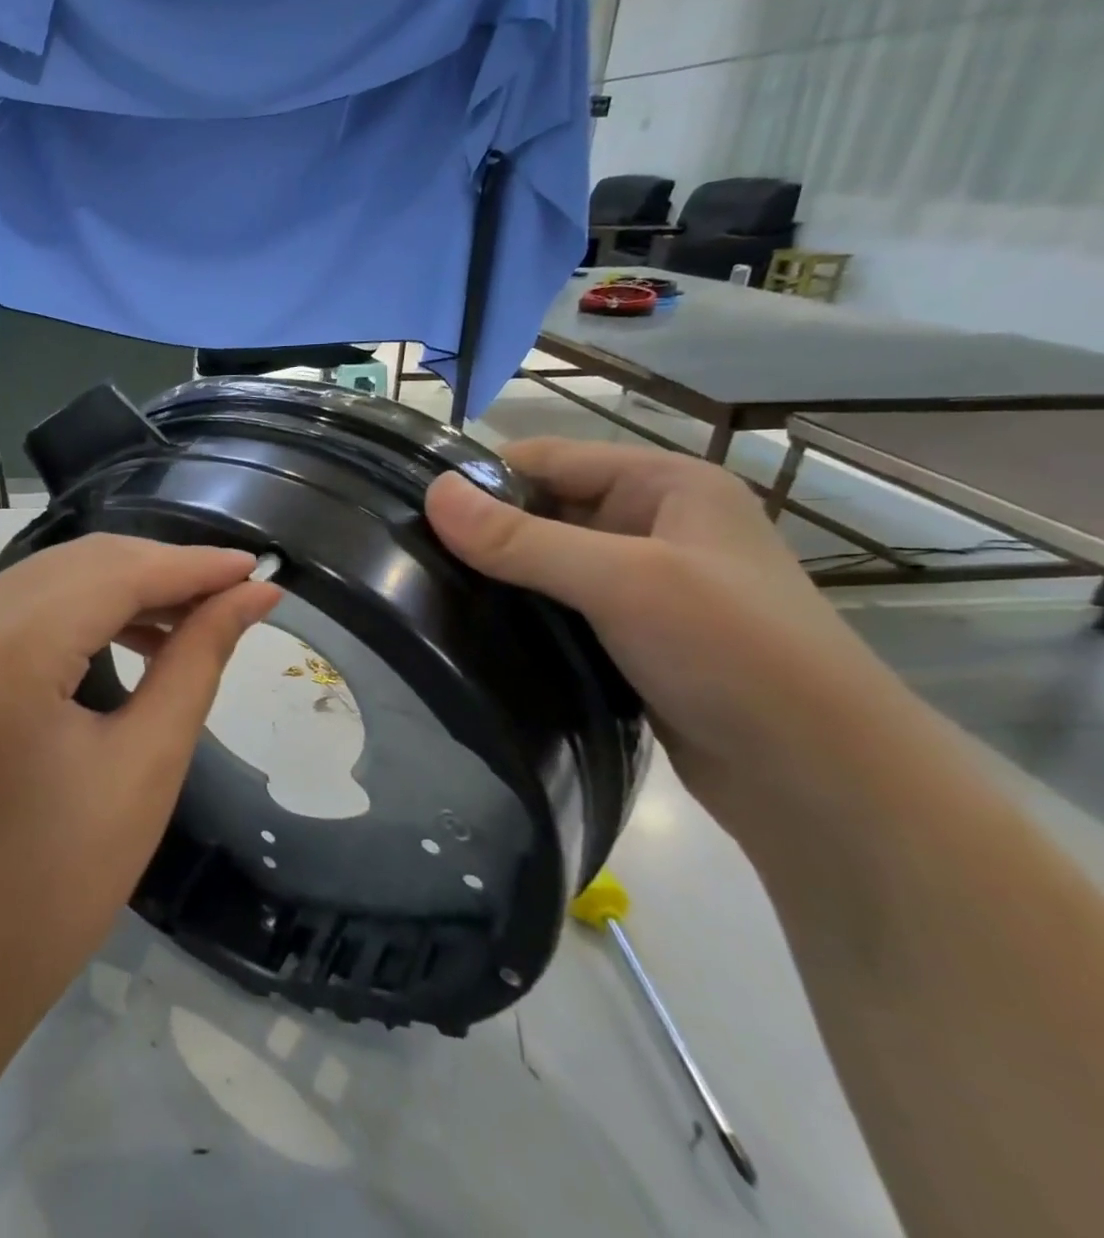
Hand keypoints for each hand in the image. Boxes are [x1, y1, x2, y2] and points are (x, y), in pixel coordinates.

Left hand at [0, 534, 279, 1022]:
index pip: (116, 573)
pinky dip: (80, 610)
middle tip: (236, 597)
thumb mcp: (143, 770)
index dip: (194, 566)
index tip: (261, 568)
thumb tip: (253, 595)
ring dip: (124, 589)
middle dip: (163, 573)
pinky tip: (130, 635)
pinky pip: (21, 606)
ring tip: (193, 621)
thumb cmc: (47, 893)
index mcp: (1, 650)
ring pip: (52, 578)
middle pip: (81, 564)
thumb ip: (197, 661)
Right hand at [425, 439, 908, 822]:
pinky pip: (560, 607)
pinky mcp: (633, 636)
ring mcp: (646, 584)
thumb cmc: (733, 652)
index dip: (483, 478)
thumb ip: (522, 539)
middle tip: (414, 562)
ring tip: (432, 596)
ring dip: (499, 577)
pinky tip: (477, 632)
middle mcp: (655, 524)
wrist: (823, 780)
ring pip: (547, 562)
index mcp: (665, 484)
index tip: (414, 512)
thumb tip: (432, 493)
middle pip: (544, 508)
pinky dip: (521, 614)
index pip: (548, 457)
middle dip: (485, 532)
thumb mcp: (623, 581)